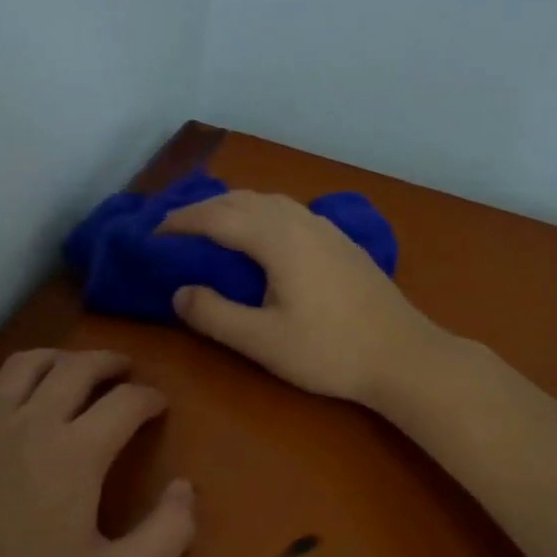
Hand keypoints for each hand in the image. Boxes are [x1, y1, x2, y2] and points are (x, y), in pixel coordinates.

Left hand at [0, 349, 194, 556]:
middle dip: (108, 362)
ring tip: (72, 368)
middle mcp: (30, 424)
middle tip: (125, 370)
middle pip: (76, 367)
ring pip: (23, 365)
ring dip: (56, 358)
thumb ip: (166, 535)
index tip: (159, 405)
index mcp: (76, 453)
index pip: (125, 402)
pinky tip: (5, 392)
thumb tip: (185, 488)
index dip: (149, 398)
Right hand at [159, 190, 440, 406]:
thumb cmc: (330, 351)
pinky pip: (287, 211)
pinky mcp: (340, 241)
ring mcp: (325, 228)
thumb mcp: (262, 341)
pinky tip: (259, 237)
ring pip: (267, 201)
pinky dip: (258, 213)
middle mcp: (300, 221)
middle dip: (202, 209)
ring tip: (208, 228)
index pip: (216, 218)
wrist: (404, 356)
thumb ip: (214, 315)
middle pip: (241, 200)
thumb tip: (179, 292)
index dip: (181, 223)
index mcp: (277, 239)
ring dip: (232, 207)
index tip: (152, 235)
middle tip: (173, 232)